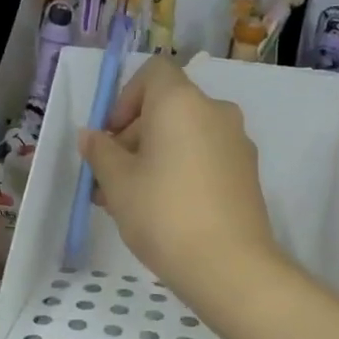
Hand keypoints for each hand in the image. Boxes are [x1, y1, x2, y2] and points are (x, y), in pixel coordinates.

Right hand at [76, 56, 282, 308]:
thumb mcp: (117, 183)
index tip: (111, 137)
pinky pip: (204, 157)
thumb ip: (100, 152)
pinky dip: (180, 170)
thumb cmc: (163, 214)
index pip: (153, 73)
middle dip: (134, 136)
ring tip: (128, 200)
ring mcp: (236, 143)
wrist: (228, 266)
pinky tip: (161, 210)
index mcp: (181, 103)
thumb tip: (91, 136)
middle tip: (109, 178)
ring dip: (154, 157)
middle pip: (167, 107)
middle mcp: (215, 112)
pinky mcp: (246, 173)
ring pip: (184, 136)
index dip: (125, 98)